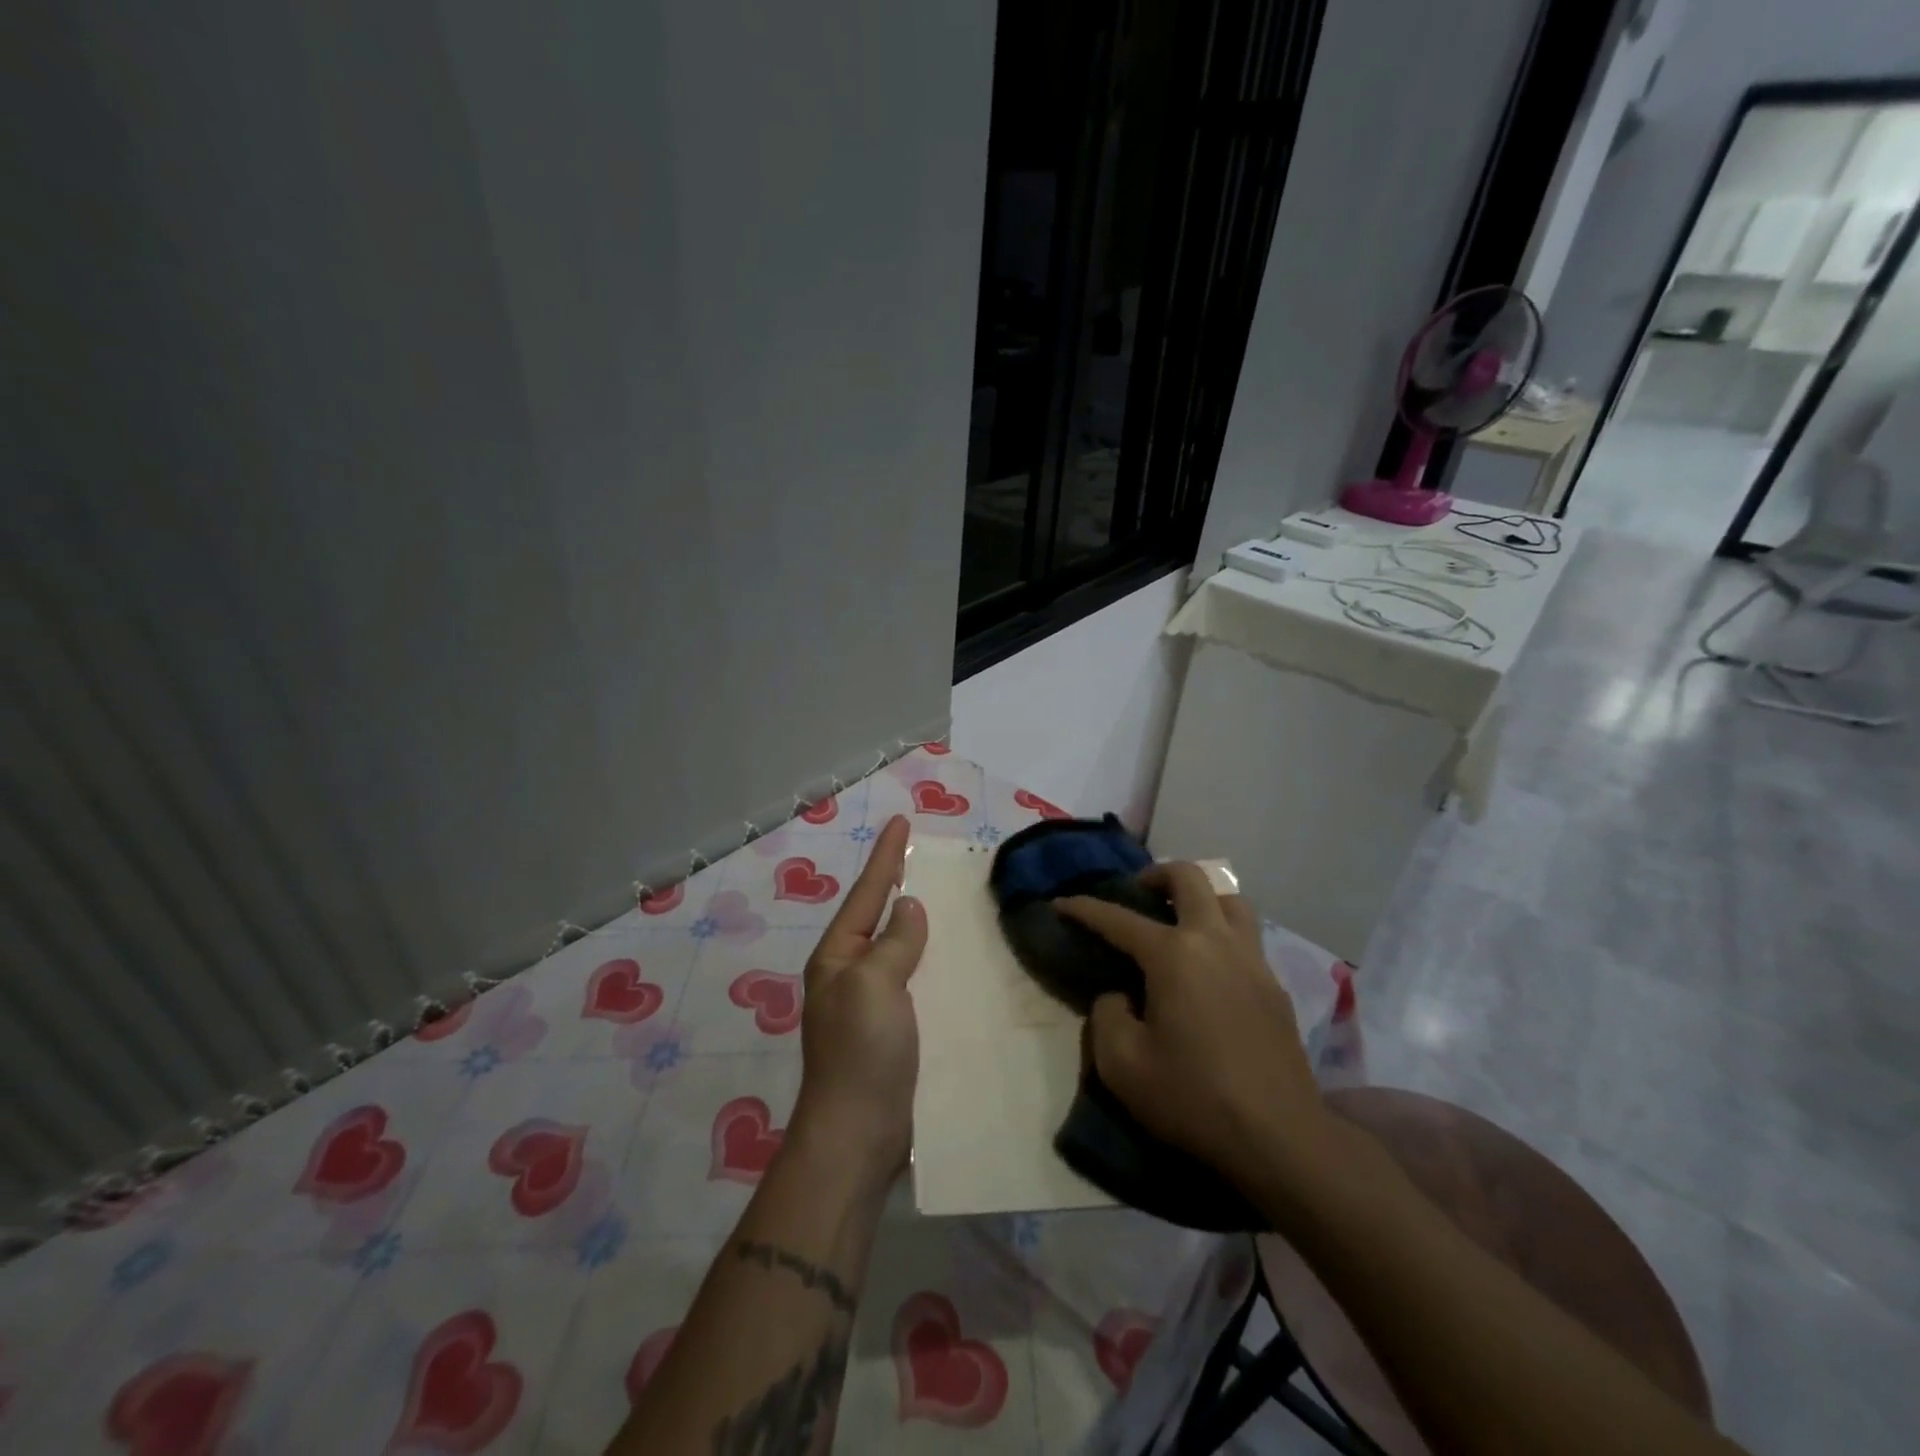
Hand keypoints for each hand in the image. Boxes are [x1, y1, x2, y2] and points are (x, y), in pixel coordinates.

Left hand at [790, 814, 926, 1178]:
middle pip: (880, 916)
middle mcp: (851, 973)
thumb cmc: (861, 1051)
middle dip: (900, 884)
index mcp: (838, 956)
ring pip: (900, 948)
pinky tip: (956, 957)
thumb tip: (908, 907)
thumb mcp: (874, 983)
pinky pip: (916, 980)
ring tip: (947, 898)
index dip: (887, 856)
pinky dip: (933, 961)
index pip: (868, 893)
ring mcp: (872, 1003)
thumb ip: (894, 941)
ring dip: (920, 923)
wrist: (858, 1134)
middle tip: (927, 855)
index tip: (901, 820)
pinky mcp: (894, 1030)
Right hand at [1058, 863, 1328, 1192]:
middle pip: (1189, 877)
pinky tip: (1211, 967)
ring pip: (1230, 899)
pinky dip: (1223, 932)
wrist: (1279, 1137)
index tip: (1061, 903)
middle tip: (1138, 894)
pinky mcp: (1275, 986)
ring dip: (1200, 897)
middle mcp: (1214, 941)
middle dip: (1156, 874)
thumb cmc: (1193, 1097)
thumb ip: (1107, 1016)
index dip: (1084, 908)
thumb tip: (1119, 996)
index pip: (1118, 918)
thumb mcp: (1122, 1064)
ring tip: (1181, 920)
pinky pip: (1247, 936)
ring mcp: (1252, 960)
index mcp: (1173, 954)